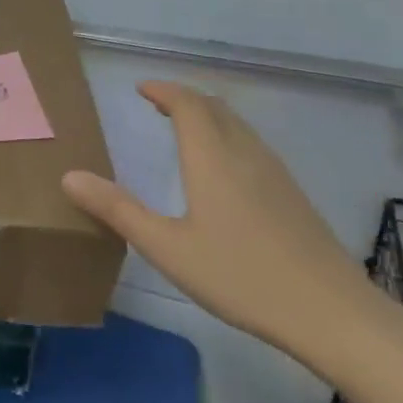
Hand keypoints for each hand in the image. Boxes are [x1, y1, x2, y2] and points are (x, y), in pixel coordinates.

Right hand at [61, 82, 375, 361]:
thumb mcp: (167, 248)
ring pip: (239, 126)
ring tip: (184, 126)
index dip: (164, 90)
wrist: (333, 314)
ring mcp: (276, 174)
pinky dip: (227, 136)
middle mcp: (246, 155)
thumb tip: (69, 176)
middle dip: (185, 98)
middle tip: (157, 103)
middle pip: (216, 109)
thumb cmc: (241, 277)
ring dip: (209, 116)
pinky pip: (253, 146)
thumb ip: (118, 210)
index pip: (189, 105)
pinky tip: (222, 168)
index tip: (141, 88)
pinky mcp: (292, 196)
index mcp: (213, 159)